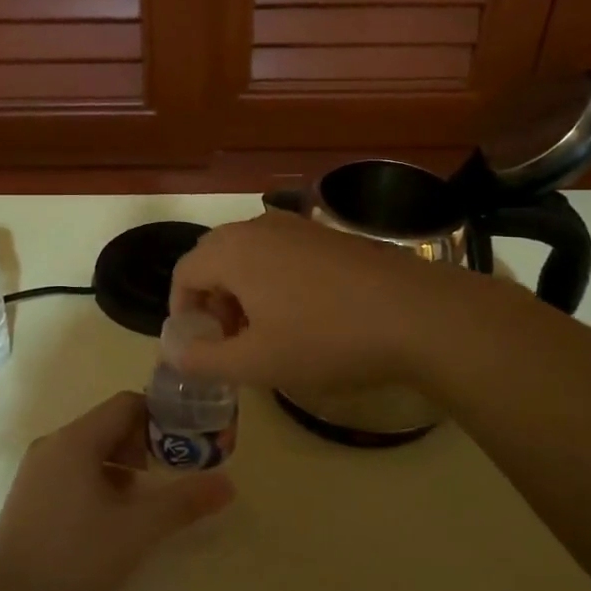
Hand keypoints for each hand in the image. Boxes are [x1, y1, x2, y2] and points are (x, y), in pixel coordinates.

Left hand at [0, 393, 233, 590]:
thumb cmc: (74, 558)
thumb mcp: (137, 531)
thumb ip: (183, 503)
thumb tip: (228, 484)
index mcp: (77, 440)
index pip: (126, 404)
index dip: (160, 417)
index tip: (186, 441)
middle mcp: (54, 443)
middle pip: (108, 424)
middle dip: (144, 443)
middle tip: (170, 473)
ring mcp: (37, 468)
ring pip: (90, 448)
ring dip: (122, 463)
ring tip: (144, 498)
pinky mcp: (29, 493)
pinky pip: (72, 468)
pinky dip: (99, 478)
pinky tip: (110, 515)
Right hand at [169, 211, 468, 390]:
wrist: (417, 315)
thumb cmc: (326, 339)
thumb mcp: (256, 362)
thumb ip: (204, 359)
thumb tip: (173, 352)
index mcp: (233, 251)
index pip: (184, 273)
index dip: (182, 313)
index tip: (199, 347)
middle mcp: (260, 227)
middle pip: (214, 259)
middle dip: (212, 301)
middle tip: (229, 340)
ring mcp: (299, 227)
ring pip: (249, 255)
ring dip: (242, 292)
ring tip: (265, 332)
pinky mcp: (329, 236)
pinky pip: (282, 253)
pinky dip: (273, 281)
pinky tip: (303, 316)